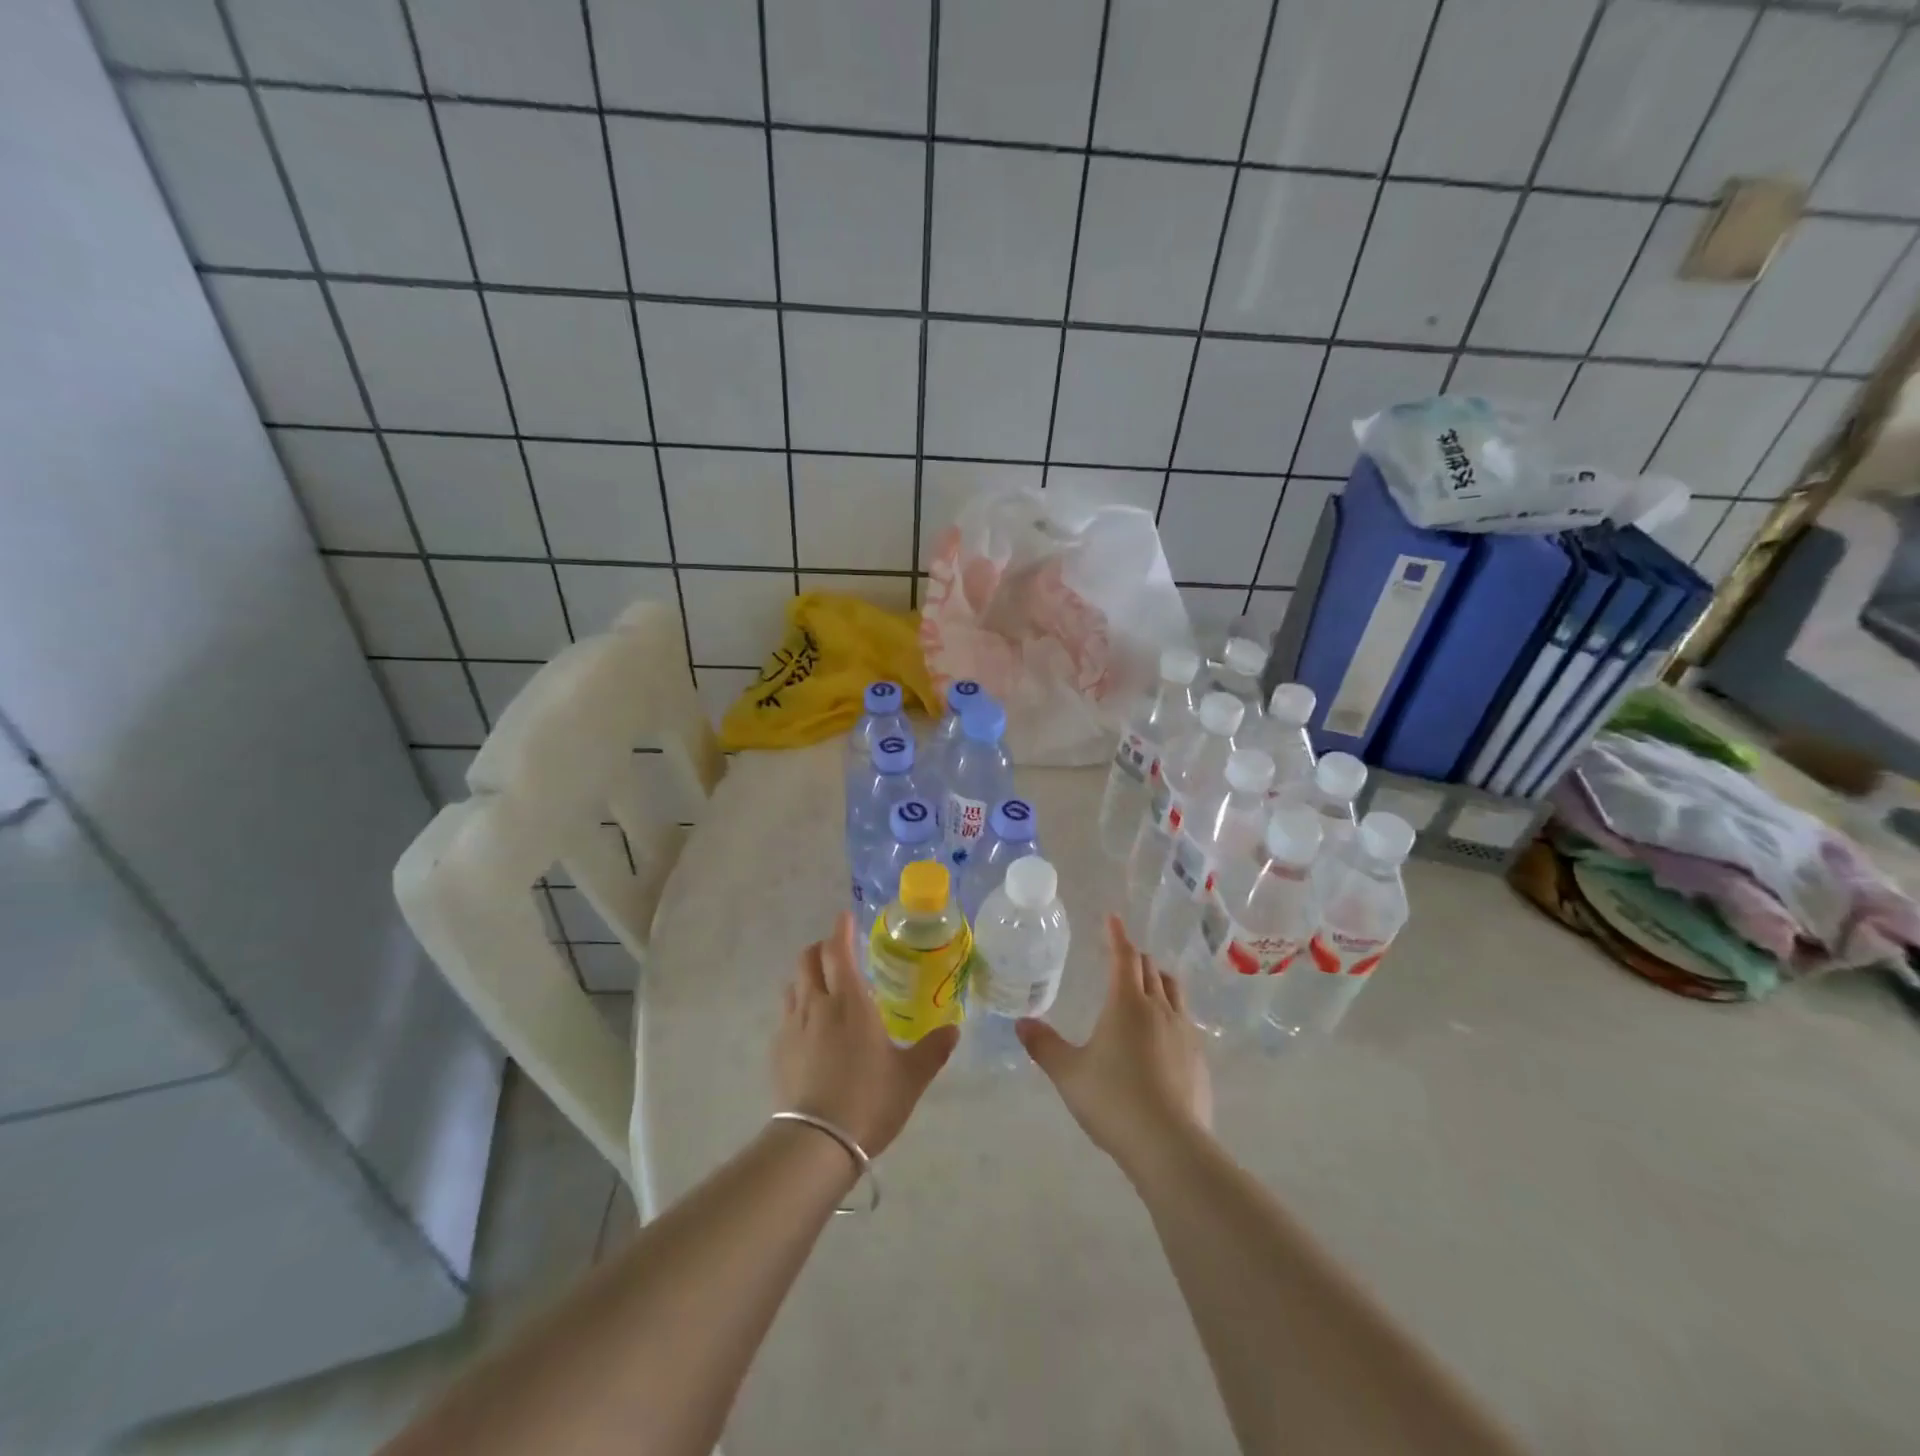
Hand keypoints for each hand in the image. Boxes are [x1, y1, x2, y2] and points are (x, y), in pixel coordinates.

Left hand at [772, 910, 957, 1157]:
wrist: (816, 1143)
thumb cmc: (869, 1100)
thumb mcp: (911, 1077)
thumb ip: (933, 1049)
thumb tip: (954, 1029)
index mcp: (850, 1002)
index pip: (838, 950)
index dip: (840, 930)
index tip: (845, 917)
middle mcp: (818, 1005)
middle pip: (808, 960)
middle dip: (821, 949)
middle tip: (838, 952)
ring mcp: (792, 1027)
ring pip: (793, 985)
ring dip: (807, 977)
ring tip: (823, 988)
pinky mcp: (778, 1051)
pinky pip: (786, 1015)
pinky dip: (797, 1007)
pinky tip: (809, 1029)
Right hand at [1017, 915, 1212, 1176]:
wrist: (1170, 1145)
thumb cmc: (1113, 1100)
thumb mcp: (1068, 1073)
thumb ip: (1044, 1046)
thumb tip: (1020, 1022)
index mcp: (1126, 1003)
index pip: (1123, 956)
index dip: (1117, 935)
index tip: (1112, 918)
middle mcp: (1159, 1008)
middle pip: (1150, 969)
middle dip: (1135, 957)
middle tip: (1121, 956)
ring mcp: (1184, 1032)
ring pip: (1173, 990)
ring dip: (1158, 979)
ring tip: (1147, 984)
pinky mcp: (1199, 1057)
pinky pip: (1185, 1018)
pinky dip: (1172, 1010)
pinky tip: (1163, 1032)